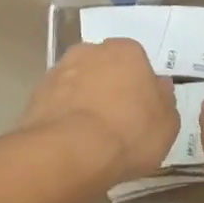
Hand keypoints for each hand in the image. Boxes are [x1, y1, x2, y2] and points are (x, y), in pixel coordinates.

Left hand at [20, 39, 177, 186]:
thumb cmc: (128, 133)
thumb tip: (160, 87)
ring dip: (83, 99)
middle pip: (105, 67)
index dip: (139, 87)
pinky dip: (62, 116)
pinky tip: (68, 141)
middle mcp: (92, 50)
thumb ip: (165, 102)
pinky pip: (57, 102)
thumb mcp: (167, 125)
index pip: (137, 62)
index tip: (140, 111)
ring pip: (78, 82)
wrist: (69, 152)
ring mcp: (60, 70)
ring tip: (89, 135)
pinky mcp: (36, 94)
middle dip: (109, 87)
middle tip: (115, 121)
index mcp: (128, 51)